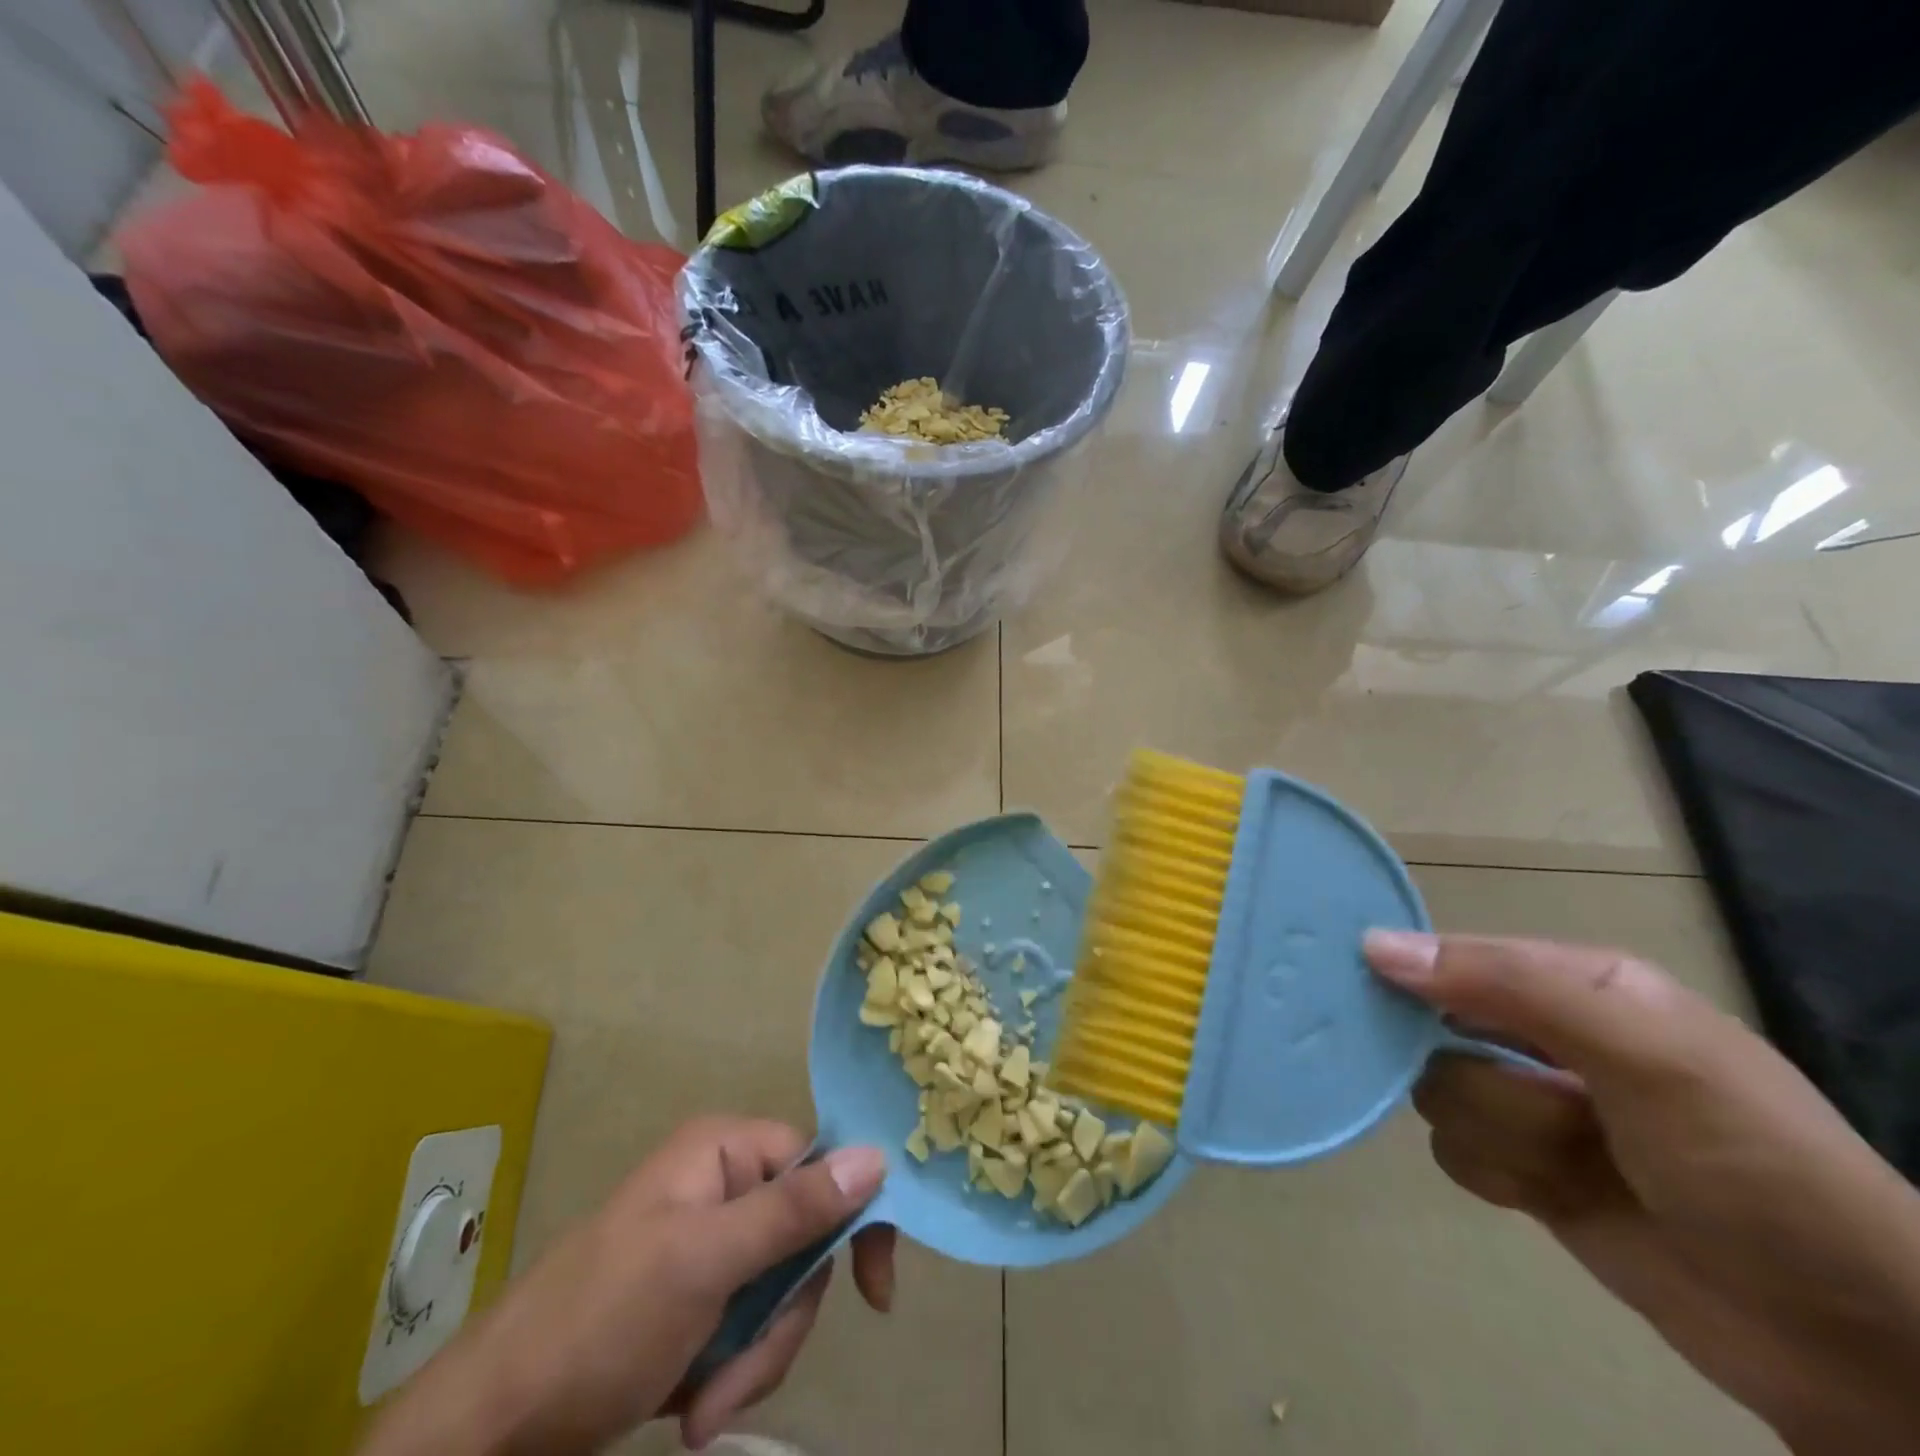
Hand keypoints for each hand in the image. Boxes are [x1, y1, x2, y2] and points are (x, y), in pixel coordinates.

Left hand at [358, 1118, 894, 1455]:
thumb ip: (793, 1210)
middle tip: (738, 1379)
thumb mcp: (705, 1262)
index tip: (874, 1292)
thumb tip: (879, 1155)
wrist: (493, 1427)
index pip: (820, 1163)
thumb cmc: (602, 1321)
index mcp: (724, 1151)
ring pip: (781, 1293)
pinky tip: (693, 1410)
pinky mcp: (697, 1297)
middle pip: (802, 1240)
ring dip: (754, 1360)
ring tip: (704, 1410)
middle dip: (779, 1322)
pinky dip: (733, 1374)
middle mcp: (723, 1185)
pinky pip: (750, 1326)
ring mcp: (708, 1243)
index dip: (852, 1218)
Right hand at [1366, 931, 1919, 1455]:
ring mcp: (1534, 1107)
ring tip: (1567, 1164)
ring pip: (1439, 1094)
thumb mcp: (1644, 1055)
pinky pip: (1454, 1153)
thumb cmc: (1749, 1162)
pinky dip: (1494, 1174)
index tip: (1359, 988)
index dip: (1407, 972)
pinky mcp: (1526, 1172)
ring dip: (1496, 1134)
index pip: (1452, 957)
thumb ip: (1510, 988)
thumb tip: (1375, 945)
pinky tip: (1547, 1195)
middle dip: (1471, 1074)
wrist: (1848, 1338)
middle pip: (1432, 1030)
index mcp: (1573, 985)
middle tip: (1524, 1102)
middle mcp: (1543, 1036)